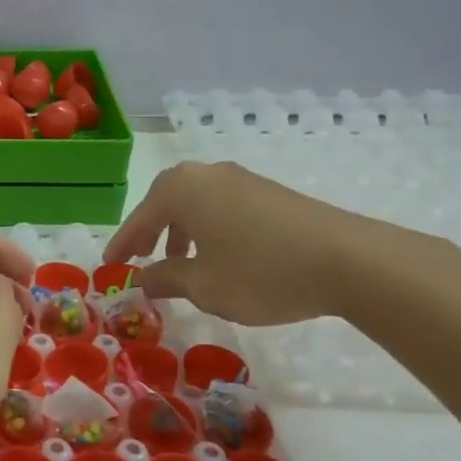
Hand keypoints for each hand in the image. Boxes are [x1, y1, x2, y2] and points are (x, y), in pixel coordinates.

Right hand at [105, 161, 382, 325]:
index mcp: (181, 189)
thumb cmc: (261, 272)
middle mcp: (207, 174)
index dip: (122, 245)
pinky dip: (210, 228)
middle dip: (152, 231)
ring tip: (183, 262)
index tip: (109, 266)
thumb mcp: (204, 285)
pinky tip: (222, 256)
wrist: (350, 261)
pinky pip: (223, 207)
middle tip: (142, 258)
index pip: (139, 218)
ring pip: (196, 203)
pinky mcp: (271, 193)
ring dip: (182, 231)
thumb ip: (166, 279)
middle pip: (166, 202)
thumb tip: (143, 278)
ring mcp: (242, 180)